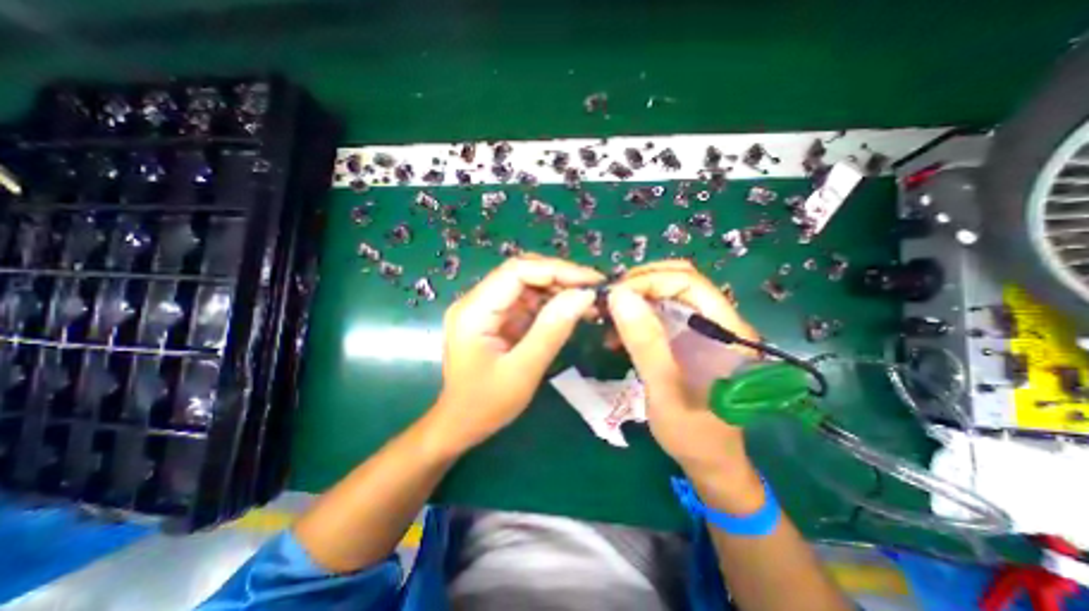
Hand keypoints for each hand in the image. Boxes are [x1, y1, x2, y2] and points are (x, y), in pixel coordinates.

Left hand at [434, 253, 603, 451]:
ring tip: (589, 304)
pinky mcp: (496, 317)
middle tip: (594, 291)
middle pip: (523, 273)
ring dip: (559, 290)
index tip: (592, 281)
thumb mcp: (523, 371)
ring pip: (527, 284)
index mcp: (474, 311)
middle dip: (561, 277)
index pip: (518, 271)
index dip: (557, 269)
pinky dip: (551, 304)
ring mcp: (486, 308)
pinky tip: (572, 312)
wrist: (461, 424)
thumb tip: (584, 295)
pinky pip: (527, 301)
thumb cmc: (486, 405)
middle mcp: (476, 301)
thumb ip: (552, 330)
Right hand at [609, 260, 758, 503]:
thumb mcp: (665, 391)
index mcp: (727, 331)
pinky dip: (635, 316)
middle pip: (678, 281)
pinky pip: (660, 313)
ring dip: (635, 300)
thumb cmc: (694, 435)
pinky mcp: (688, 339)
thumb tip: (619, 296)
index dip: (649, 281)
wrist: (710, 462)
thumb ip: (646, 344)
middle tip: (608, 303)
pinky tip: (617, 335)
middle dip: (639, 285)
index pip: (688, 282)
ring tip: (608, 318)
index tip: (614, 297)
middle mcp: (718, 322)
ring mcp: (703, 329)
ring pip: (666, 295)